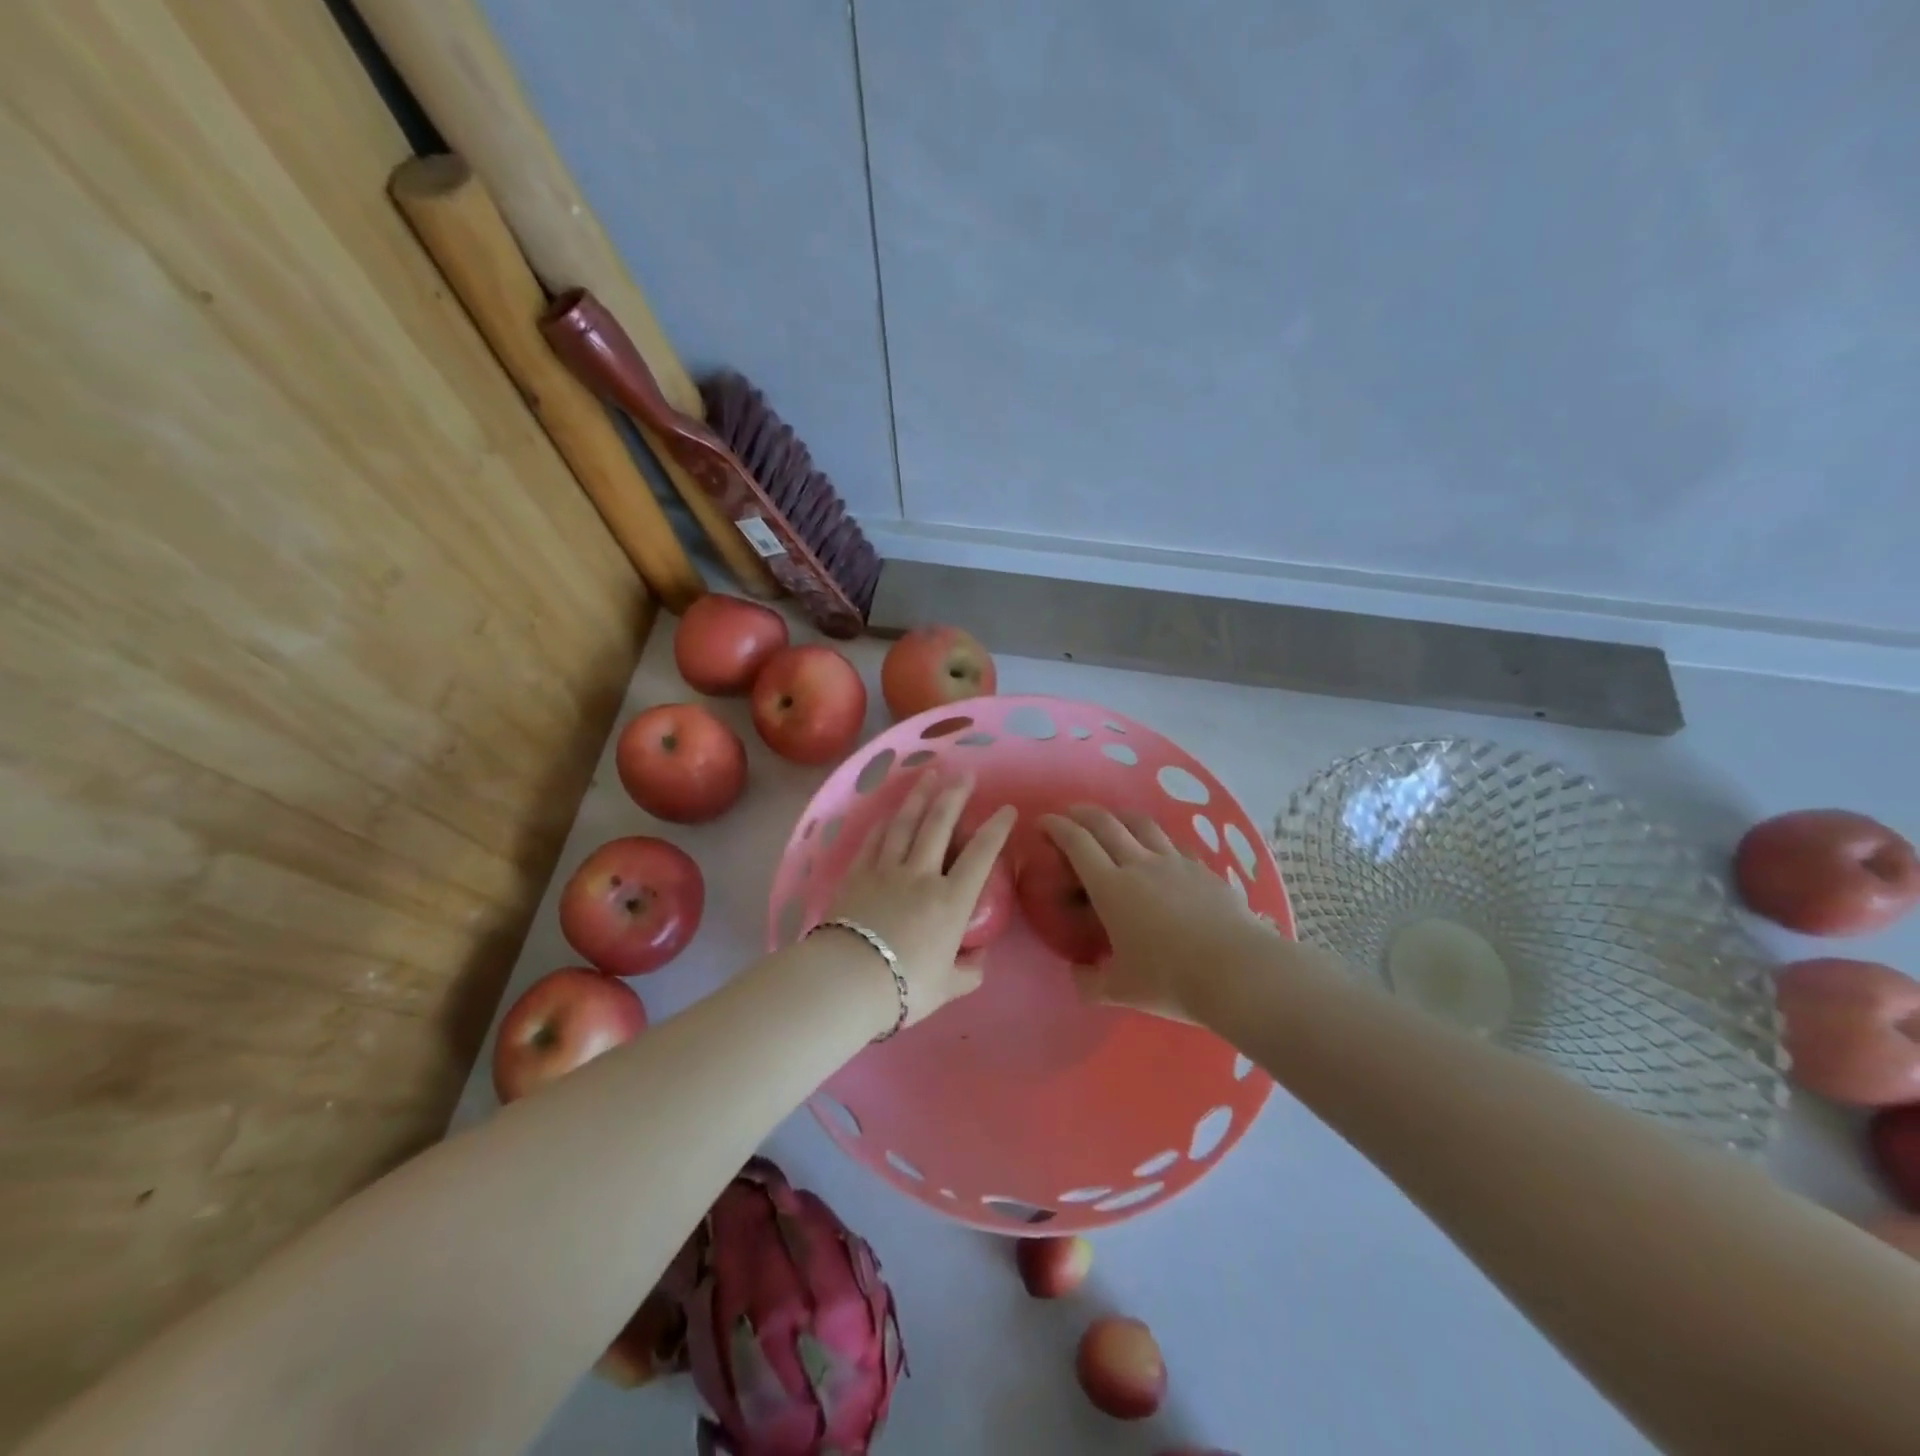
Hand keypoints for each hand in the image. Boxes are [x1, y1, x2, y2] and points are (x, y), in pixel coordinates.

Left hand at [824, 773, 1016, 1028]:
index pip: (980, 856)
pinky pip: (874, 840)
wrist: (847, 980)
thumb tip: (979, 960)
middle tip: (965, 774)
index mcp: (950, 902)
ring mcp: (886, 871)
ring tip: (929, 774)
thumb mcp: (947, 988)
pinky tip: (890, 813)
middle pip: (939, 825)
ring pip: (906, 824)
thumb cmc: (904, 987)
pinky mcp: (857, 875)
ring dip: (919, 797)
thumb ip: (968, 972)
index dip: (996, 829)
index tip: (1007, 809)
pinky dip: (884, 823)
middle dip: (955, 796)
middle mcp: (921, 876)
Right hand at [1042, 805, 1282, 1022]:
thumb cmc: (1170, 980)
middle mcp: (1140, 864)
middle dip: (1082, 813)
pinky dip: (1156, 839)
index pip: (1077, 843)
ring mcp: (1175, 862)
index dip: (1057, 826)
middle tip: (1070, 814)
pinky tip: (1159, 850)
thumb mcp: (1121, 991)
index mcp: (1111, 888)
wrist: (1237, 972)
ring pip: (1142, 824)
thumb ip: (1091, 982)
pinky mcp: (1203, 869)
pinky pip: (1173, 843)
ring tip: (1113, 820)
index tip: (1044, 821)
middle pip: (1106, 823)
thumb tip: (1076, 976)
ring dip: (1120, 816)